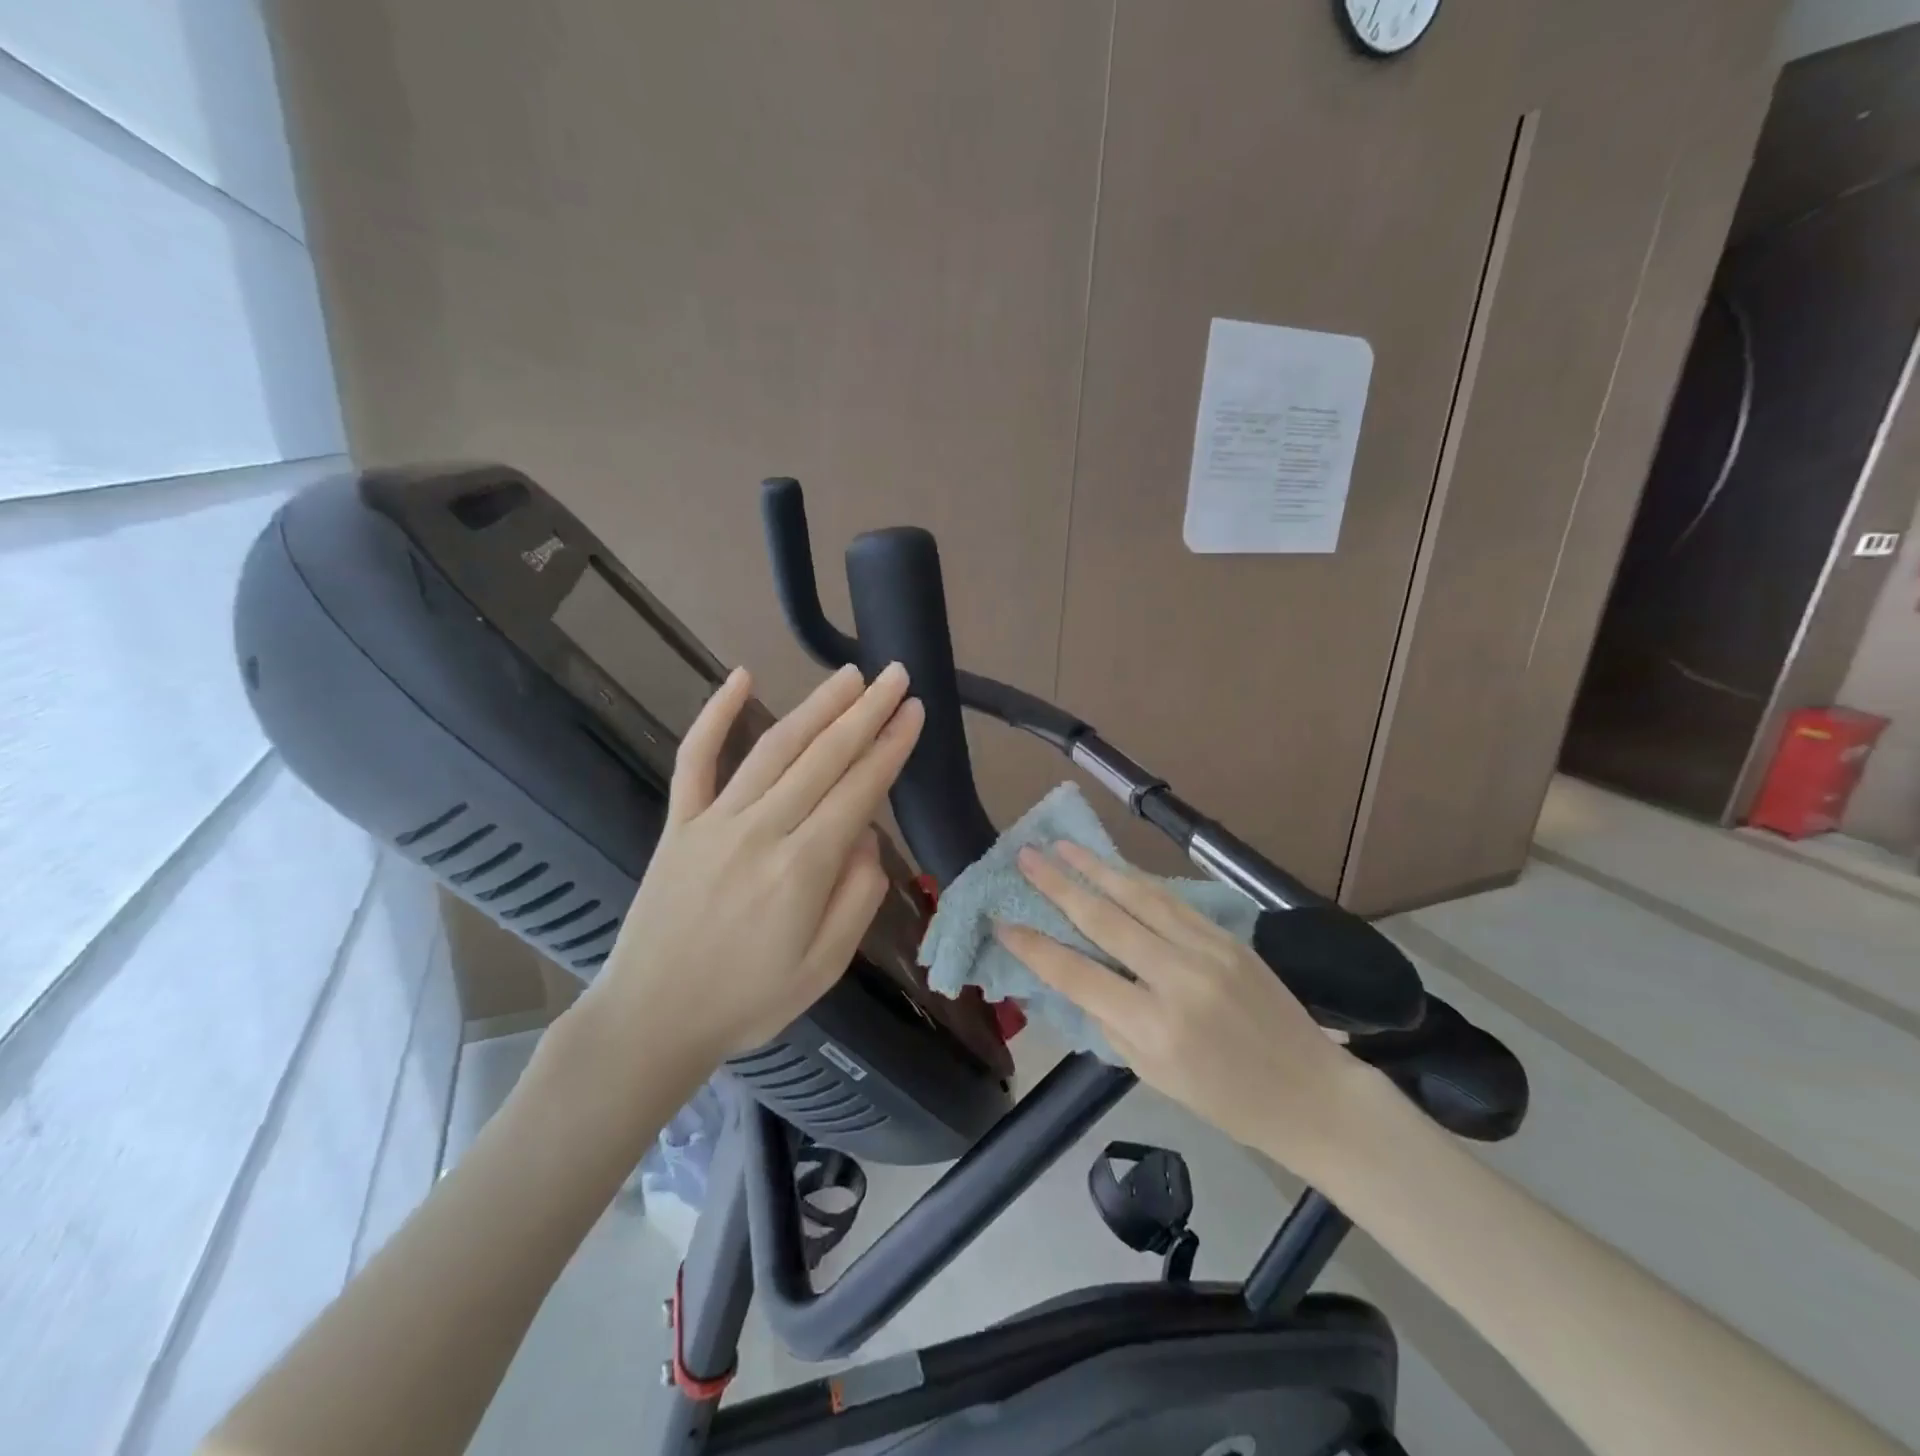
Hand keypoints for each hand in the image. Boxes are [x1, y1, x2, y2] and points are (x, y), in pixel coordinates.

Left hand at [580, 662, 924, 1077]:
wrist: (651, 1019)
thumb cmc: (748, 1002)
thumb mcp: (824, 968)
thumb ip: (857, 898)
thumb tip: (867, 836)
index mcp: (802, 869)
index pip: (859, 790)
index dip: (891, 746)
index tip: (915, 711)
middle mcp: (761, 831)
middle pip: (823, 757)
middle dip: (866, 712)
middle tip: (895, 675)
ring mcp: (715, 821)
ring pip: (774, 748)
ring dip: (816, 706)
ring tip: (849, 676)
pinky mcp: (679, 823)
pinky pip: (695, 758)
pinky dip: (715, 714)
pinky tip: (740, 676)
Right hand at [996, 843, 1372, 1172]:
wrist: (1310, 1091)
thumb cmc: (1225, 1099)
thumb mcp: (1152, 1076)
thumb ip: (1110, 1022)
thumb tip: (1074, 975)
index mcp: (1154, 1028)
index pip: (1077, 975)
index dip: (1034, 946)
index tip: (1002, 920)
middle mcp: (1178, 980)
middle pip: (1104, 921)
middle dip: (1058, 885)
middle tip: (1024, 857)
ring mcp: (1207, 951)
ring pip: (1139, 897)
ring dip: (1095, 867)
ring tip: (1061, 845)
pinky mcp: (1228, 937)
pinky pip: (1172, 900)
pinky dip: (1136, 880)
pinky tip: (1112, 865)